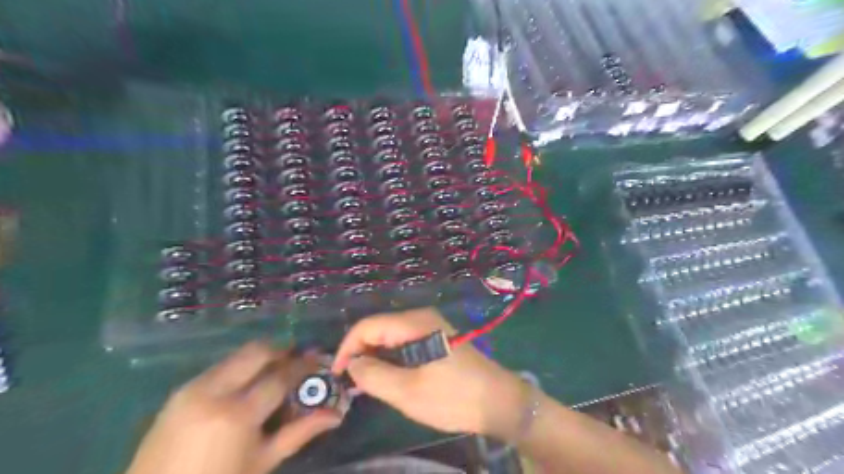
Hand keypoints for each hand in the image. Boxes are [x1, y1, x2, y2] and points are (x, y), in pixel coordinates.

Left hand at [126, 341, 341, 473]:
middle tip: (297, 357)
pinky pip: (218, 368)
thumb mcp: (262, 462)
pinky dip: (239, 367)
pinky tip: (245, 384)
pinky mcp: (179, 391)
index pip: (279, 376)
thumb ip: (299, 433)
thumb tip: (335, 415)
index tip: (318, 359)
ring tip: (274, 369)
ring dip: (260, 357)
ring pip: (236, 356)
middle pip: (256, 352)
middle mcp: (214, 392)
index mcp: (238, 414)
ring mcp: (192, 389)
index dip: (302, 365)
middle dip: (281, 349)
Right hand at [334, 308, 525, 440]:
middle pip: (379, 328)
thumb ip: (374, 376)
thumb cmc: (454, 396)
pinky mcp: (436, 337)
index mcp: (414, 323)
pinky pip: (404, 341)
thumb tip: (351, 364)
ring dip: (375, 356)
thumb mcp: (408, 392)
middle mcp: (421, 317)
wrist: (499, 401)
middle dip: (360, 352)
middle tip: (351, 382)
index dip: (347, 348)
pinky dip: (390, 357)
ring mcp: (430, 326)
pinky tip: (388, 375)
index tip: (337, 375)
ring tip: (366, 382)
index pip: (367, 326)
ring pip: (390, 335)